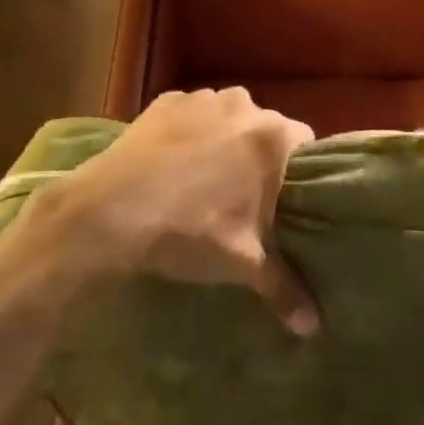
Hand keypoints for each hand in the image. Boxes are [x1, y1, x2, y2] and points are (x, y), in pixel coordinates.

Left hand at [32, 88, 319, 334]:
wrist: (110, 211)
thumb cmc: (189, 232)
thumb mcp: (242, 264)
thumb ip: (284, 288)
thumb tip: (313, 327)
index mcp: (271, 136)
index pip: (305, 143)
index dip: (298, 171)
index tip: (286, 199)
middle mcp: (242, 104)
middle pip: (264, 128)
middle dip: (259, 156)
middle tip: (245, 196)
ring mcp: (201, 97)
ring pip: (227, 118)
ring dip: (224, 140)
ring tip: (204, 181)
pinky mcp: (166, 100)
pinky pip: (191, 115)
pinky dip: (189, 133)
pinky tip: (172, 165)